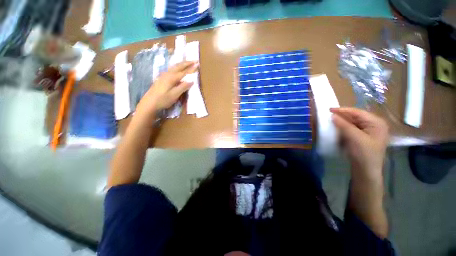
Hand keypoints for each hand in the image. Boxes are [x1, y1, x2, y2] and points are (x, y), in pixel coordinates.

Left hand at [136, 61, 197, 116]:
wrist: (149, 102)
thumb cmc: (163, 100)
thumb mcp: (175, 95)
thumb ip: (183, 87)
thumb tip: (191, 81)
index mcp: (172, 78)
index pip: (184, 72)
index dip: (191, 69)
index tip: (198, 65)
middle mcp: (168, 74)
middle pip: (178, 66)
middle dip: (187, 63)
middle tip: (194, 60)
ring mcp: (163, 76)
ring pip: (174, 67)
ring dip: (182, 64)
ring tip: (187, 62)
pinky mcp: (161, 78)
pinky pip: (171, 69)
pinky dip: (177, 67)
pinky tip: (177, 69)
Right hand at [330, 107, 388, 180]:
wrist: (366, 171)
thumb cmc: (364, 154)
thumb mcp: (354, 138)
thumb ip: (344, 125)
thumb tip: (333, 115)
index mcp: (376, 122)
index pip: (357, 112)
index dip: (342, 110)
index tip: (329, 109)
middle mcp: (374, 125)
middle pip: (355, 117)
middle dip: (342, 116)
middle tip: (328, 116)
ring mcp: (368, 131)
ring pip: (352, 123)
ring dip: (341, 123)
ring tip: (331, 121)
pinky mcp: (362, 137)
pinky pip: (351, 129)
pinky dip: (343, 128)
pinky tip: (337, 129)